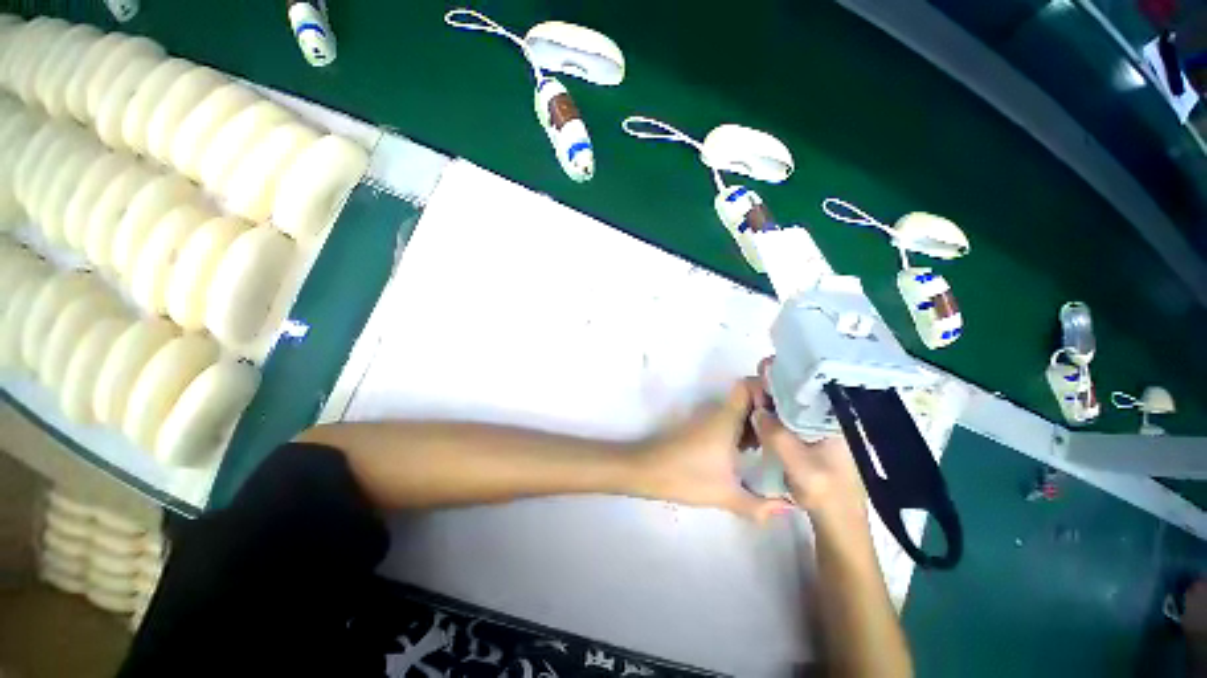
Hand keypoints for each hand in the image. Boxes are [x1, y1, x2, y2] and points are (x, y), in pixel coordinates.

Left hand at [633, 381, 791, 524]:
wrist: (646, 469)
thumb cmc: (685, 476)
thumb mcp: (726, 494)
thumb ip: (760, 505)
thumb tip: (789, 509)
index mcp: (726, 418)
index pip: (748, 385)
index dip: (769, 387)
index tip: (793, 403)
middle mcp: (718, 413)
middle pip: (748, 398)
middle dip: (771, 408)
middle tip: (797, 428)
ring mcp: (708, 421)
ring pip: (739, 411)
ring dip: (758, 421)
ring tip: (783, 440)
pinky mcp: (701, 430)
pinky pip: (729, 421)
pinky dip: (744, 430)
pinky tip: (755, 451)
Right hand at [750, 357, 867, 521]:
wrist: (836, 522)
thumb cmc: (826, 495)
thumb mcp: (802, 468)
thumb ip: (779, 438)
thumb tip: (757, 411)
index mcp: (833, 420)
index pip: (810, 385)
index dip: (787, 373)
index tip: (763, 367)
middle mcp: (827, 418)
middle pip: (798, 390)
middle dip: (774, 383)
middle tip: (750, 383)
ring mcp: (817, 427)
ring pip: (790, 403)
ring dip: (770, 397)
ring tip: (748, 394)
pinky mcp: (807, 437)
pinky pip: (786, 416)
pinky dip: (771, 412)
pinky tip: (757, 413)